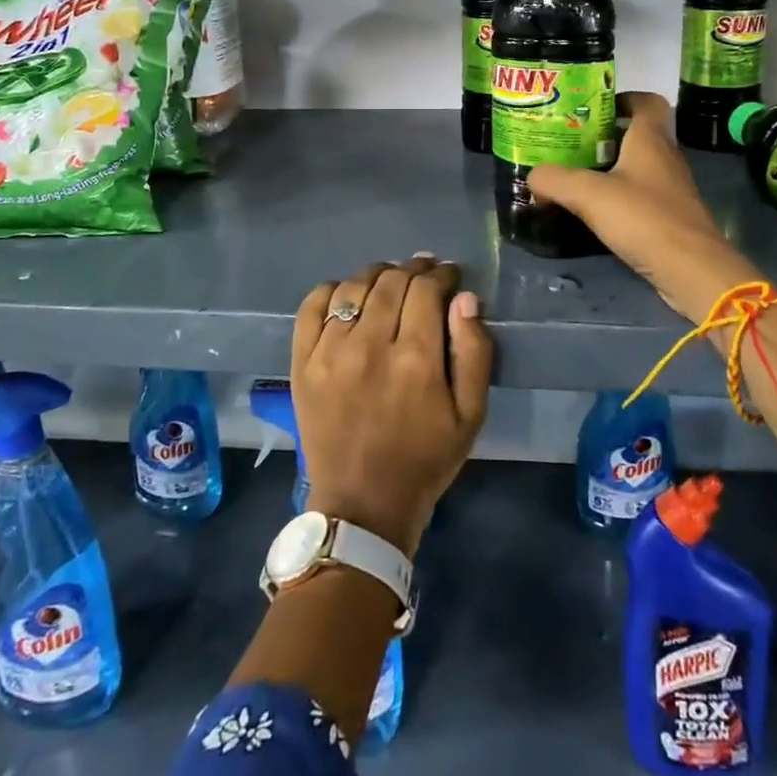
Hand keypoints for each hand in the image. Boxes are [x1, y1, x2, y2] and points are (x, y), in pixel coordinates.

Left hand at [291, 256, 492, 557]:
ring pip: (354, 286)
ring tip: (390, 282)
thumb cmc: (425, 459)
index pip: (426, 289)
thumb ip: (474, 352)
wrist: (362, 505)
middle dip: (414, 270)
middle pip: (392, 281)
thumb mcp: (470, 415)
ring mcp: (330, 352)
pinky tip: (348, 296)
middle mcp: (370, 346)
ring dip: (377, 275)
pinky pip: (312, 306)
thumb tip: (465, 298)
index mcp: (416, 360)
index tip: (449, 276)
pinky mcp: (302, 362)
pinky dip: (332, 290)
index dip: (441, 274)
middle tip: (424, 274)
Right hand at [526, 92, 763, 324]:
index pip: (646, 101)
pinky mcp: (669, 217)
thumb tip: (533, 176)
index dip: (622, 98)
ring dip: (609, 168)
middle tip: (569, 144)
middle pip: (637, 134)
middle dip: (604, 136)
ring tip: (574, 176)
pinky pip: (640, 195)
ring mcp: (670, 189)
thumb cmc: (643, 218)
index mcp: (651, 139)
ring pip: (637, 166)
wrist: (691, 270)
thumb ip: (554, 180)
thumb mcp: (588, 194)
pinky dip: (617, 197)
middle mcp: (665, 157)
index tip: (592, 108)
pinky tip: (594, 211)